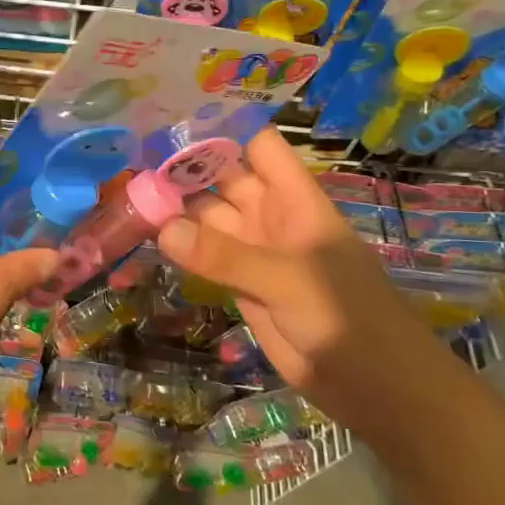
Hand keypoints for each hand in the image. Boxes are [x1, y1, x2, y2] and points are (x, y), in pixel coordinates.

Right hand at [156, 127, 440, 421]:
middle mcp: (271, 217)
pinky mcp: (241, 286)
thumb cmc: (348, 318)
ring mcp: (254, 252)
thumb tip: (163, 229)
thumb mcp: (289, 280)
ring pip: (207, 218)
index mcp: (294, 200)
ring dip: (175, 208)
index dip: (221, 127)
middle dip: (184, 167)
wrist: (378, 389)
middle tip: (129, 155)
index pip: (257, 146)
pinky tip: (145, 234)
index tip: (172, 115)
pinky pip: (204, 256)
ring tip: (126, 193)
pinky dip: (179, 247)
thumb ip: (225, 256)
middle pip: (222, 178)